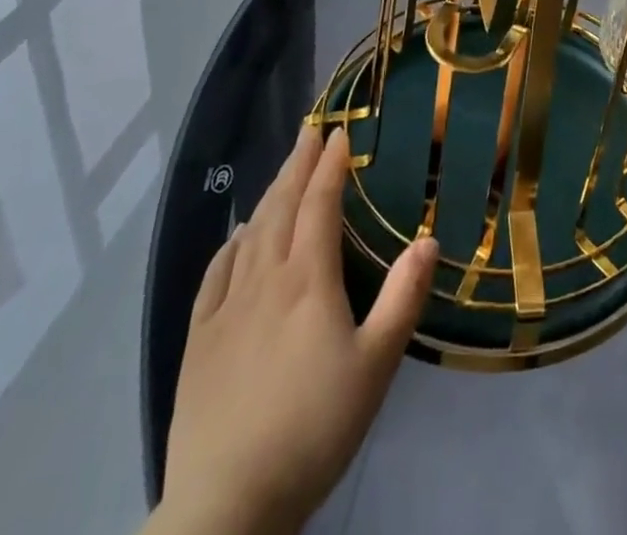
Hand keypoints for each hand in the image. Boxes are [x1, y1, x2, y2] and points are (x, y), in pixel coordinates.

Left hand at [154, 125, 438, 534]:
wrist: (226, 505)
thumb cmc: (313, 429)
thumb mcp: (375, 366)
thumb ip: (403, 298)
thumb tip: (428, 238)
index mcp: (307, 279)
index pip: (319, 203)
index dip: (331, 165)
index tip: (342, 132)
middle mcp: (265, 278)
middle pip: (282, 206)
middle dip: (299, 163)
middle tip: (311, 130)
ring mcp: (226, 307)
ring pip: (251, 232)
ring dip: (270, 193)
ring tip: (283, 170)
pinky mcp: (198, 339)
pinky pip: (216, 272)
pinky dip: (232, 242)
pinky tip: (239, 235)